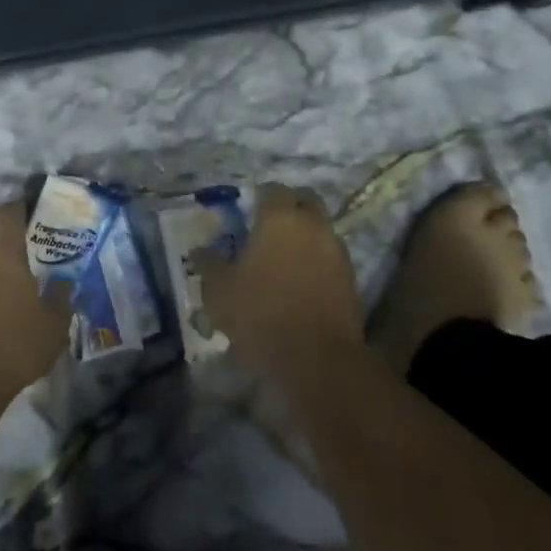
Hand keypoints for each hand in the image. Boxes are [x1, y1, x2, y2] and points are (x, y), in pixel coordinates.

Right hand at [191, 183, 363, 383]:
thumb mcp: (219, 291)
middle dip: (291, 207)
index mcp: (279, 218)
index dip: (261, 197)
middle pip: (307, 201)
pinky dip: (318, 262)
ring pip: (322, 230)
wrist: (317, 360)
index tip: (248, 209)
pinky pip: (331, 258)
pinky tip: (300, 283)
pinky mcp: (351, 280)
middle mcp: (313, 226)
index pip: (273, 190)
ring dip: (306, 236)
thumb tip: (200, 251)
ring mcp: (337, 252)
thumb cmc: (260, 314)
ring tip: (284, 258)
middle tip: (270, 226)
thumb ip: (209, 265)